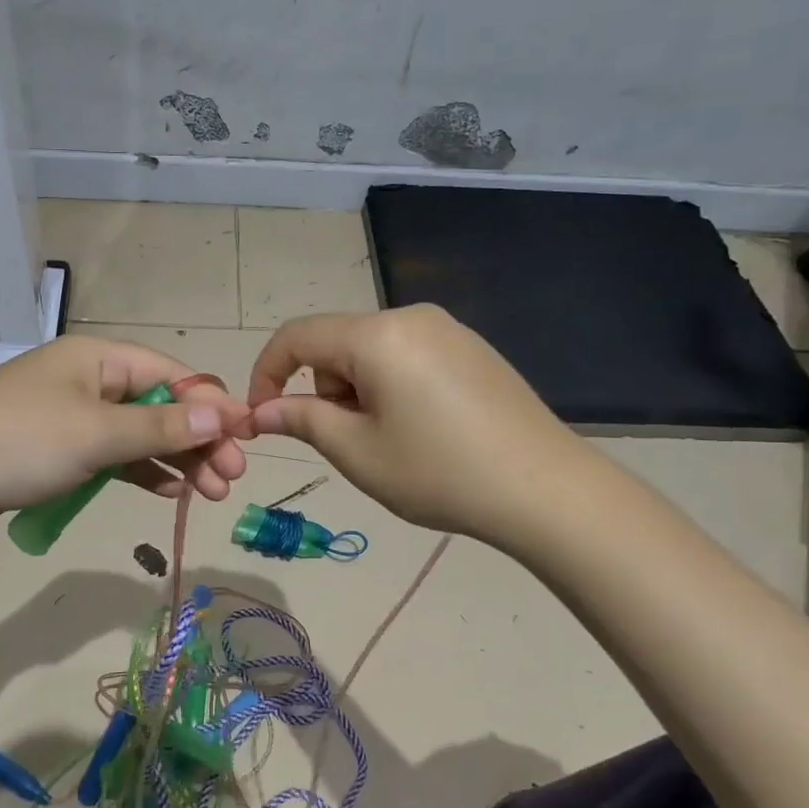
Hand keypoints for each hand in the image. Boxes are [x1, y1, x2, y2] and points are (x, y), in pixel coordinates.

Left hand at [0, 335, 251, 538]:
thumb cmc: (20, 442)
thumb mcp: (97, 434)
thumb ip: (160, 428)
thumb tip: (220, 415)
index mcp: (97, 358)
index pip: (169, 374)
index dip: (209, 405)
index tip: (244, 438)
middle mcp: (87, 379)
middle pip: (157, 405)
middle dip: (196, 439)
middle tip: (230, 477)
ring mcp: (70, 415)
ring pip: (137, 434)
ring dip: (174, 460)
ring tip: (209, 492)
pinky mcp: (56, 449)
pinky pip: (111, 455)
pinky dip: (139, 471)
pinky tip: (167, 491)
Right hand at [247, 305, 560, 542]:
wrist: (546, 490)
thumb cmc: (440, 472)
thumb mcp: (357, 452)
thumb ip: (302, 420)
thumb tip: (262, 410)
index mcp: (377, 335)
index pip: (296, 336)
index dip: (267, 373)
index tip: (262, 417)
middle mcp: (410, 317)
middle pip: (336, 342)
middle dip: (323, 387)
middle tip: (348, 440)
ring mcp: (446, 329)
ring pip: (371, 350)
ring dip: (357, 388)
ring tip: (390, 439)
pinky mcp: (470, 347)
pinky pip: (407, 354)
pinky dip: (391, 385)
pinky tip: (423, 427)